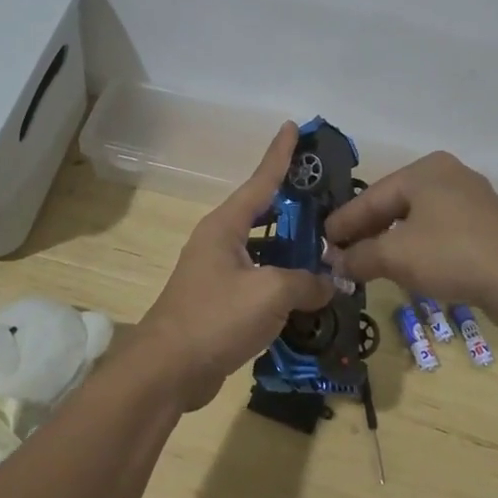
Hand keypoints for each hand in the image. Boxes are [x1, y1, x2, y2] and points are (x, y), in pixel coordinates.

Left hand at [134, 124, 335, 411]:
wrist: (168, 370)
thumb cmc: (216, 317)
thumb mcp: (270, 293)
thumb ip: (306, 282)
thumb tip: (330, 282)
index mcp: (226, 226)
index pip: (261, 180)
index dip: (280, 154)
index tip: (294, 126)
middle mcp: (220, 241)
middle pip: (265, 214)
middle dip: (296, 207)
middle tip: (330, 198)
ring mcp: (218, 272)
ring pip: (264, 250)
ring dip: (293, 250)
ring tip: (329, 248)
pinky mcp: (221, 302)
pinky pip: (260, 280)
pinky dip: (283, 281)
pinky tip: (309, 292)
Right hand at [324, 151, 497, 318]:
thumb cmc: (452, 254)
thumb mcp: (396, 256)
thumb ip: (359, 256)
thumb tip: (335, 263)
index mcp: (424, 170)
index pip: (371, 196)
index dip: (344, 222)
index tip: (322, 241)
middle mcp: (447, 175)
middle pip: (394, 204)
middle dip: (367, 231)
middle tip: (341, 253)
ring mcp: (471, 199)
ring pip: (417, 219)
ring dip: (391, 241)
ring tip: (368, 261)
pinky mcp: (486, 225)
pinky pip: (439, 231)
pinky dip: (417, 246)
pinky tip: (406, 266)